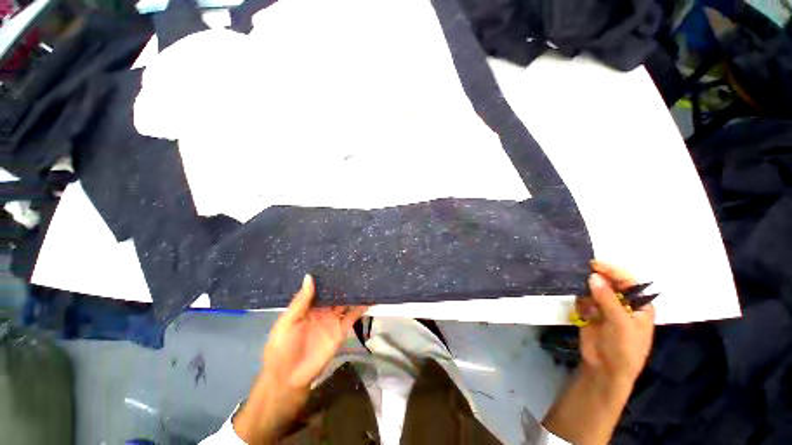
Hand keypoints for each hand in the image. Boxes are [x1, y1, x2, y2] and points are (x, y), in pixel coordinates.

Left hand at [263, 274, 367, 389]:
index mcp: (307, 306)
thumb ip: (301, 301)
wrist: (289, 379)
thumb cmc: (282, 348)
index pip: (320, 288)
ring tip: (366, 278)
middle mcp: (322, 310)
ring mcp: (333, 320)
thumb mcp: (287, 322)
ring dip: (354, 293)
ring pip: (345, 302)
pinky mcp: (341, 330)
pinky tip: (370, 298)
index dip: (328, 277)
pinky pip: (353, 316)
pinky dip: (361, 307)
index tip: (338, 263)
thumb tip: (309, 276)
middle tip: (356, 266)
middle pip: (335, 293)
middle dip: (343, 282)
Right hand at [542, 261, 654, 444]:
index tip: (594, 264)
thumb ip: (607, 299)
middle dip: (597, 278)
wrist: (605, 369)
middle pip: (610, 283)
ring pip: (594, 290)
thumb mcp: (620, 324)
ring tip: (582, 296)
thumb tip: (593, 276)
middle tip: (582, 273)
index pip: (628, 281)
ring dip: (586, 290)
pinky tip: (582, 312)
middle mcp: (623, 303)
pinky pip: (584, 300)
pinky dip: (581, 301)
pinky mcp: (591, 313)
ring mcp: (606, 308)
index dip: (613, 271)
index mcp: (639, 305)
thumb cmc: (624, 349)